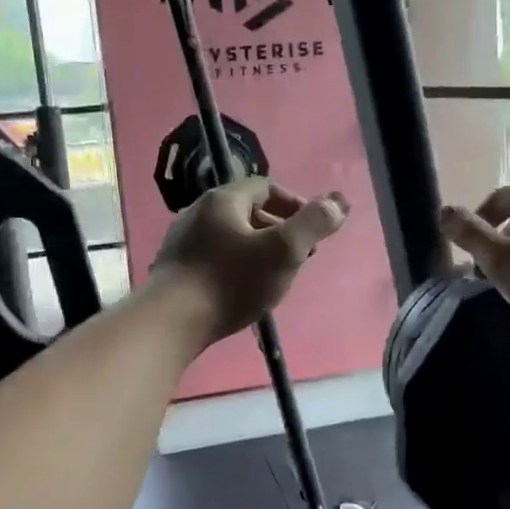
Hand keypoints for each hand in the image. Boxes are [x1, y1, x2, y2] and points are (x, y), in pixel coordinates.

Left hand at [150, 179, 348, 344]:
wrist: (171, 321)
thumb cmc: (231, 281)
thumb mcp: (283, 251)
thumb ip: (313, 224)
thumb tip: (338, 202)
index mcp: (224, 199)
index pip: (267, 187)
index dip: (296, 204)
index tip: (313, 231)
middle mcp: (198, 212)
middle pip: (247, 211)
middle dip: (278, 229)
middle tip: (298, 256)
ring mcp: (182, 241)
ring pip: (230, 237)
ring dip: (257, 250)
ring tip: (274, 277)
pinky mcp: (174, 269)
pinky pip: (214, 258)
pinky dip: (235, 267)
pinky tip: (242, 292)